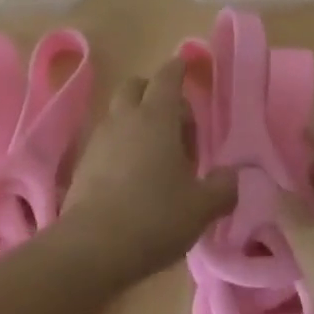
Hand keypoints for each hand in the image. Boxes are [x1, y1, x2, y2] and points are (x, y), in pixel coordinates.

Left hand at [60, 56, 237, 283]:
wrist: (91, 248)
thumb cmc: (154, 217)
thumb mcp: (201, 207)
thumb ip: (223, 188)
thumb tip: (231, 176)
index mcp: (157, 117)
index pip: (167, 77)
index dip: (178, 68)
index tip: (185, 65)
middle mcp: (125, 118)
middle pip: (136, 86)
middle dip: (154, 92)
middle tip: (176, 121)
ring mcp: (99, 139)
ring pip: (119, 113)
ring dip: (137, 121)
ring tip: (157, 155)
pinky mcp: (82, 164)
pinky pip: (106, 140)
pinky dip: (121, 146)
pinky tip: (133, 176)